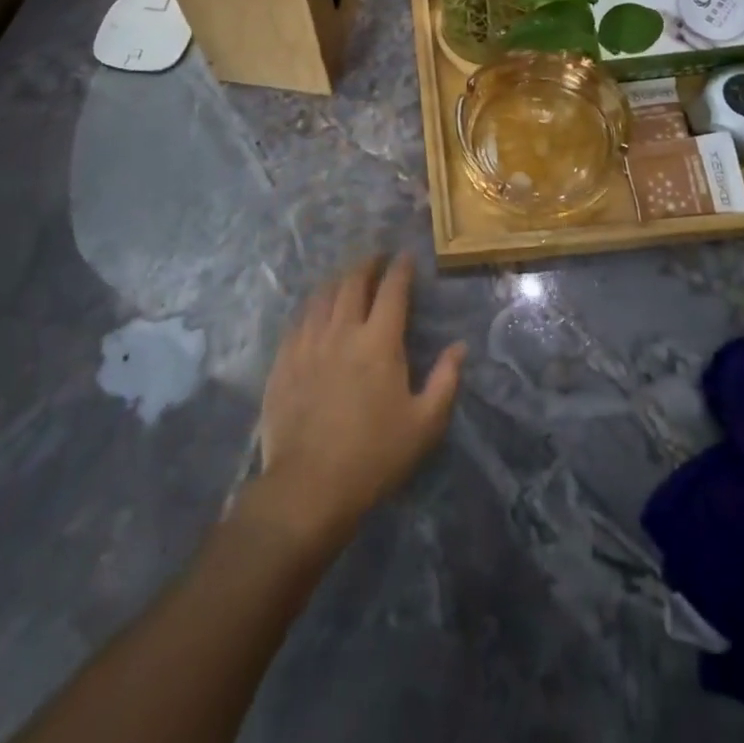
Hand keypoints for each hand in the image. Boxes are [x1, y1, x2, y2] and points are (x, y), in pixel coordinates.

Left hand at [250, 255, 465, 555]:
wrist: (309, 486)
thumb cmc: (375, 456)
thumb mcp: (424, 424)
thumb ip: (445, 380)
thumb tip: (459, 346)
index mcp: (379, 341)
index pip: (392, 290)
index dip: (400, 269)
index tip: (405, 256)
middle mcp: (342, 330)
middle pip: (353, 282)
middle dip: (367, 264)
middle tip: (376, 259)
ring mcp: (308, 343)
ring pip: (322, 296)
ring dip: (338, 280)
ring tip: (347, 278)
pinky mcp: (284, 360)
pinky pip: (298, 320)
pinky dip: (313, 306)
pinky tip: (316, 311)